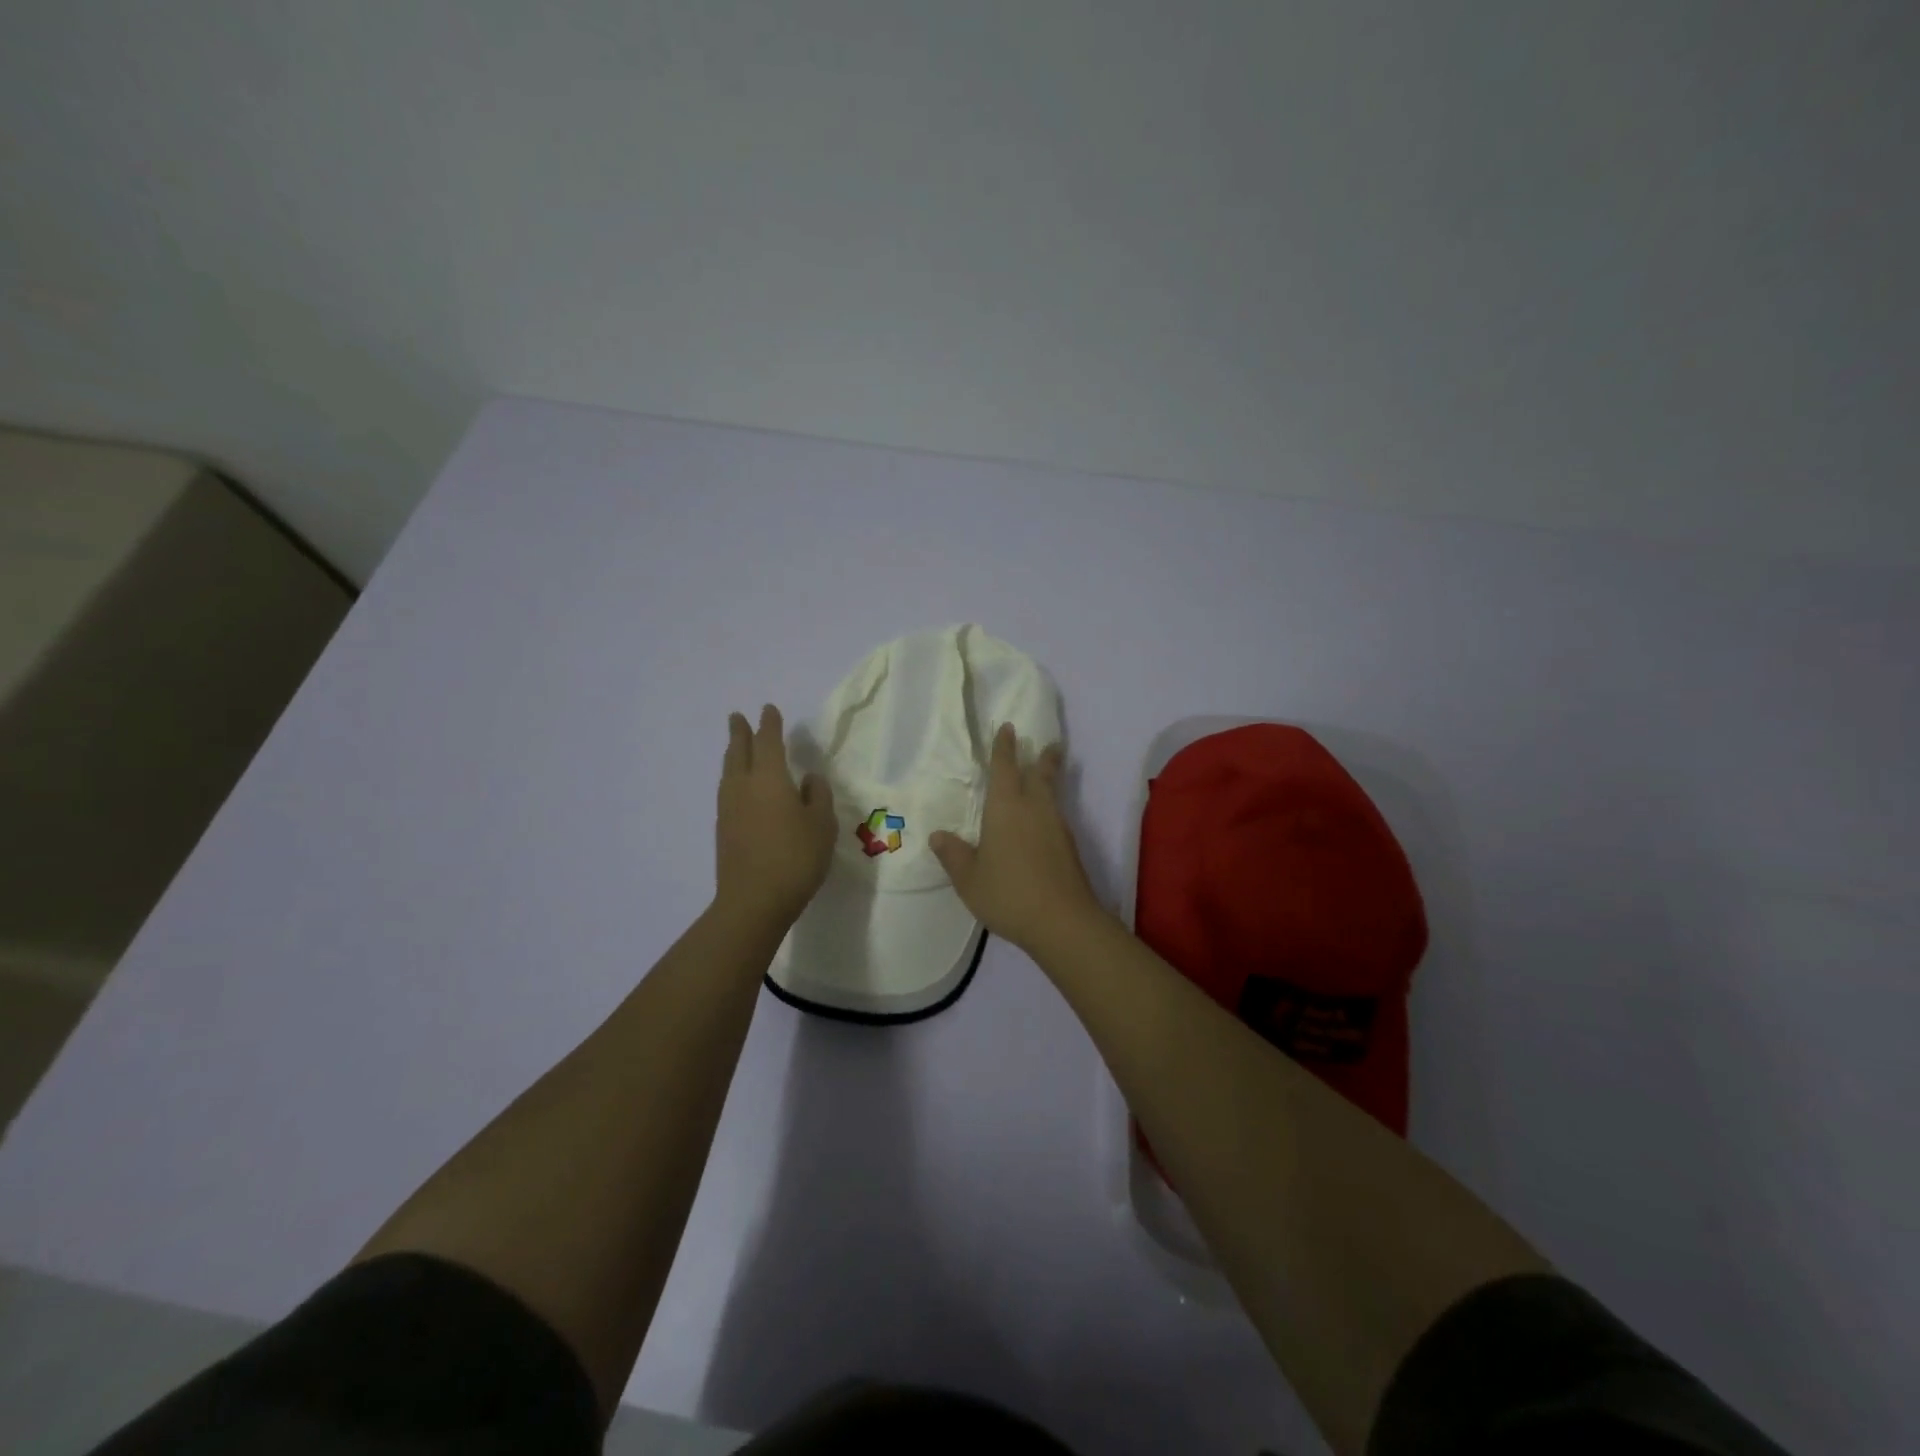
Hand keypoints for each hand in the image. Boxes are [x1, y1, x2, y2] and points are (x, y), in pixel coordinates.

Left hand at [716, 705, 836, 924]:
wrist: (754, 901)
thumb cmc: (796, 858)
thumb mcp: (822, 825)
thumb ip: (817, 795)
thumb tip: (808, 779)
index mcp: (769, 778)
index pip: (768, 742)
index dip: (769, 724)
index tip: (768, 709)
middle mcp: (743, 786)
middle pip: (738, 751)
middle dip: (740, 732)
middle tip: (736, 717)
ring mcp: (729, 808)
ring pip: (728, 771)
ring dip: (733, 754)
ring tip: (736, 747)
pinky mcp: (723, 829)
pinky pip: (727, 790)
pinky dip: (733, 777)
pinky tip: (740, 787)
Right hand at [929, 724, 1105, 953]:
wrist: (1062, 921)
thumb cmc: (1008, 894)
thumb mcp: (969, 878)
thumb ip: (954, 855)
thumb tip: (938, 835)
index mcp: (1005, 808)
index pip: (1004, 768)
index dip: (1004, 748)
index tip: (1009, 728)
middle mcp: (1034, 808)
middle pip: (1040, 774)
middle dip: (1041, 757)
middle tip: (1047, 744)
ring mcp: (1056, 827)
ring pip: (1052, 794)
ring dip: (1049, 780)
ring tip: (1045, 777)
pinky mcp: (1069, 847)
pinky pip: (1056, 816)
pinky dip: (1050, 809)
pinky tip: (1043, 823)